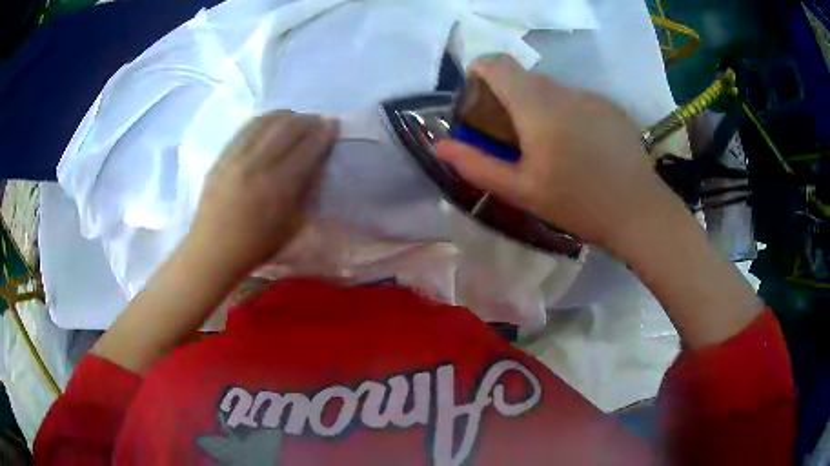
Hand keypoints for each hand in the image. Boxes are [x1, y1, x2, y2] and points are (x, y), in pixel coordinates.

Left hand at [188, 110, 338, 274]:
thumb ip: (305, 193)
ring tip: (294, 119)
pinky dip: (262, 121)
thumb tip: (316, 165)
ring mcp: (236, 158)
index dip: (323, 132)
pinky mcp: (221, 157)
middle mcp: (257, 165)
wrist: (212, 250)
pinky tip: (269, 123)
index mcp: (278, 187)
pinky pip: (245, 129)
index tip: (333, 124)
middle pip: (287, 128)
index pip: (307, 147)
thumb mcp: (292, 227)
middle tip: (316, 121)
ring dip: (285, 116)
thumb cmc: (255, 246)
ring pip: (265, 122)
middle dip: (307, 120)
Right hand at [436, 55, 679, 254]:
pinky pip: (577, 100)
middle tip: (515, 138)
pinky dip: (568, 114)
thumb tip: (440, 145)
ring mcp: (590, 96)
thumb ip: (477, 165)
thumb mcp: (522, 191)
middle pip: (524, 78)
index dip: (480, 72)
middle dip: (510, 99)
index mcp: (536, 106)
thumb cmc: (578, 203)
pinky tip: (582, 149)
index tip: (480, 100)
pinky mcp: (610, 106)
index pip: (497, 63)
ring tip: (553, 148)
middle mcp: (563, 90)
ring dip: (541, 109)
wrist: (638, 210)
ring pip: (552, 90)